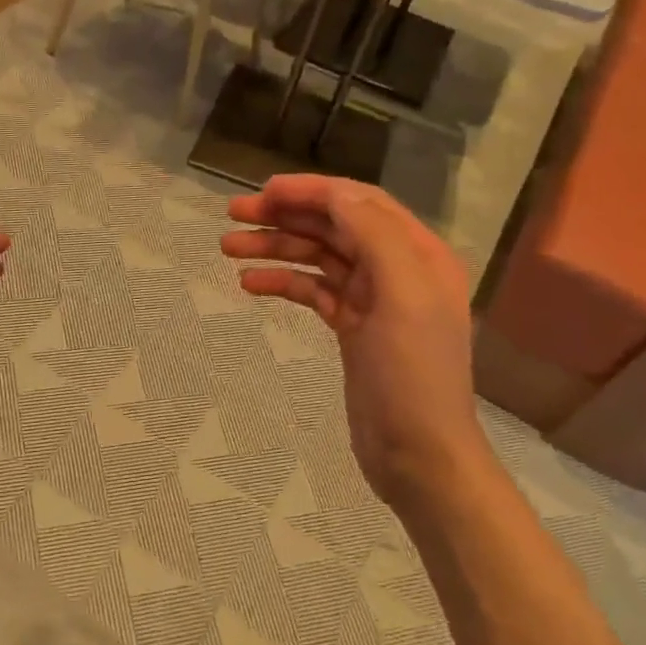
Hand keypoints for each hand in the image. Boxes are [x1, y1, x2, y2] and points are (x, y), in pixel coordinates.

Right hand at [220, 175, 485, 524]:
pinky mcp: (352, 328)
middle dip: (285, 216)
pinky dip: (283, 283)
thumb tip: (336, 194)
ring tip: (227, 248)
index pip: (359, 203)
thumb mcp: (402, 296)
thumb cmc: (413, 374)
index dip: (312, 190)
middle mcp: (396, 268)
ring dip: (275, 248)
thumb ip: (375, 236)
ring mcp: (372, 299)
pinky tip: (250, 285)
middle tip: (233, 215)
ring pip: (318, 258)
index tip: (264, 190)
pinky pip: (313, 292)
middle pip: (334, 227)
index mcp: (417, 253)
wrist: (418, 454)